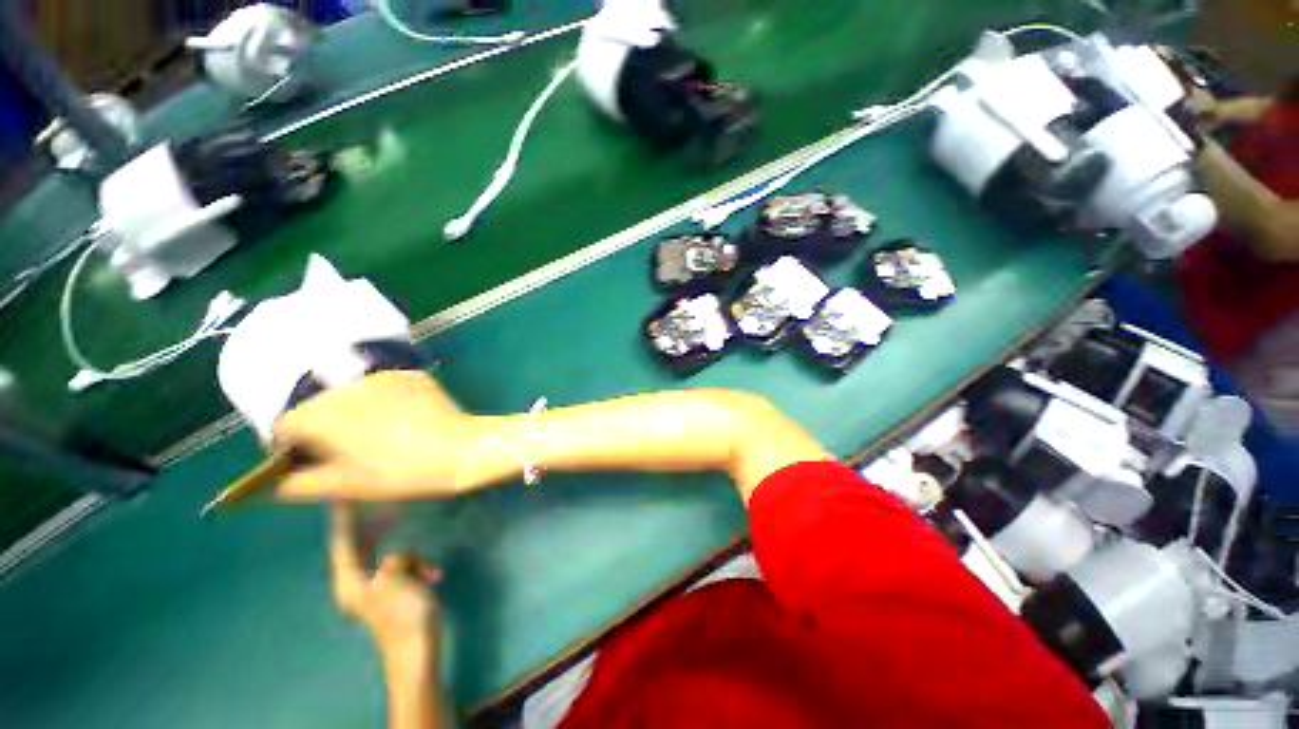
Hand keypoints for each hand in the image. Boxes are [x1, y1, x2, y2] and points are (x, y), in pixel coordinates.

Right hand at [275, 371, 479, 501]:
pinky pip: (385, 388)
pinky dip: (386, 402)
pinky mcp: (409, 374)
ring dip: (355, 411)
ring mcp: (380, 376)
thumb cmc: (396, 473)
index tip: (309, 461)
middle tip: (348, 450)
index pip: (285, 426)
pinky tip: (404, 421)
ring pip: (353, 395)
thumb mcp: (340, 487)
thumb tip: (277, 482)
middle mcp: (342, 387)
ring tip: (380, 436)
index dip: (293, 447)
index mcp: (317, 414)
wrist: (457, 450)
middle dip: (325, 428)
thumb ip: (296, 484)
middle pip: (318, 407)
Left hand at [329, 504, 442, 662]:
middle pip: (365, 547)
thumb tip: (396, 556)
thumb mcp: (395, 580)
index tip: (341, 498)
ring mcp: (379, 587)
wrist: (417, 649)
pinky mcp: (397, 590)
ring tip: (430, 572)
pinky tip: (434, 576)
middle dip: (378, 530)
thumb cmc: (402, 615)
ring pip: (394, 557)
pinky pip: (407, 567)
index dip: (342, 521)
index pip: (343, 544)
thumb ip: (393, 559)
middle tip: (388, 508)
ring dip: (414, 558)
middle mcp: (360, 583)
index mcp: (350, 582)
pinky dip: (420, 567)